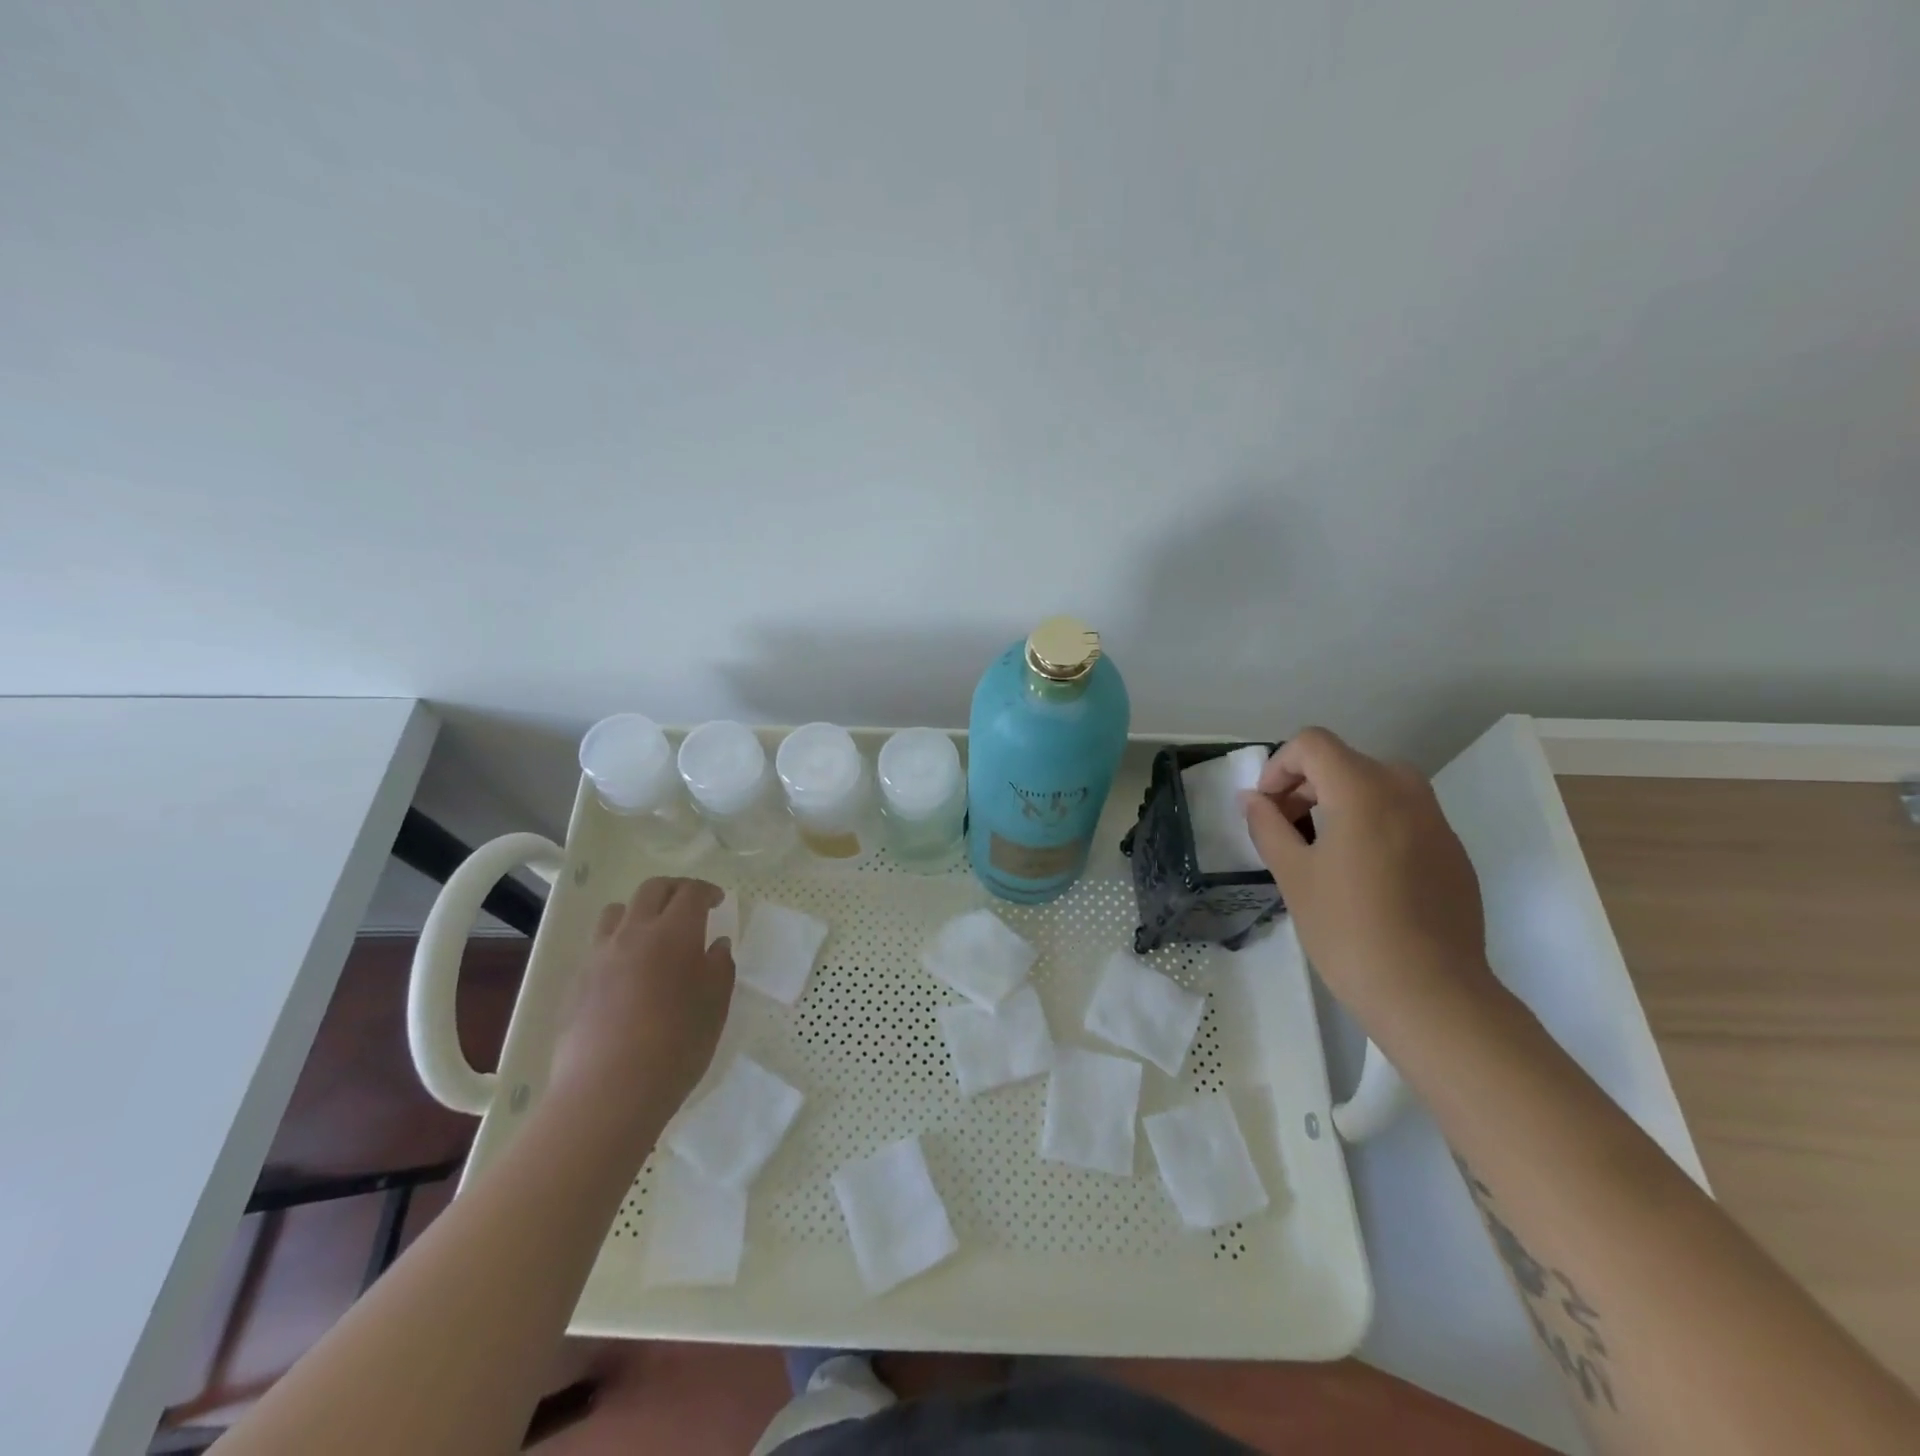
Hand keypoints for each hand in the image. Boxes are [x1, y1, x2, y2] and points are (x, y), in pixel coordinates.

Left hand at [549, 877, 734, 1115]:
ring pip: (617, 911)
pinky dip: (618, 943)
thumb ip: (720, 967)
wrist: (608, 1092)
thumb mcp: (716, 1006)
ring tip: (652, 934)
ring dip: (639, 911)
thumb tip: (716, 945)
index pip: (691, 892)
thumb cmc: (676, 1045)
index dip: (707, 891)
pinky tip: (627, 973)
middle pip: (651, 890)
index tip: (718, 901)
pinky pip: (598, 945)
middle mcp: (634, 932)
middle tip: (690, 907)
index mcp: (674, 932)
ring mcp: (599, 956)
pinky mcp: (576, 982)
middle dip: (674, 889)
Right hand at [1242, 727, 1489, 1015]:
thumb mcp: (1294, 875)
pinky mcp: (1452, 852)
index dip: (1279, 767)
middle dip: (1305, 785)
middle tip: (1284, 830)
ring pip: (1376, 786)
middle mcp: (1406, 792)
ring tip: (1318, 850)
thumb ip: (1268, 826)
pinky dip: (1371, 823)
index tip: (1267, 808)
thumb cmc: (1349, 930)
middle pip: (1344, 762)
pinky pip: (1402, 816)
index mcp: (1363, 790)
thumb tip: (1252, 799)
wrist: (1432, 994)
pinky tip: (1361, 876)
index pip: (1312, 744)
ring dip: (1337, 802)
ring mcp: (1436, 821)